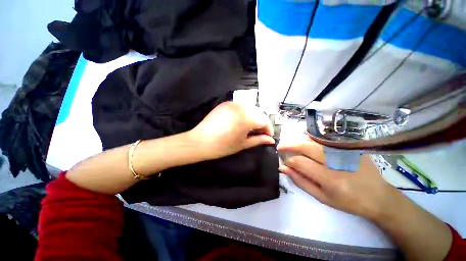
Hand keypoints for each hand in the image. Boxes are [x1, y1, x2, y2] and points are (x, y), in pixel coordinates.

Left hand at [189, 102, 274, 159]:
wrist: (200, 141)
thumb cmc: (223, 146)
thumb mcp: (243, 144)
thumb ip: (259, 140)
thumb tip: (271, 140)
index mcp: (247, 118)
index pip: (265, 121)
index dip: (269, 129)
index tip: (268, 137)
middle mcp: (242, 107)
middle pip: (258, 113)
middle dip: (261, 124)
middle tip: (259, 134)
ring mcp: (232, 103)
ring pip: (250, 109)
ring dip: (253, 118)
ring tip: (249, 128)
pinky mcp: (225, 104)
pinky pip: (240, 107)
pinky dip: (244, 114)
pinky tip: (240, 122)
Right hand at [278, 140, 397, 220]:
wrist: (379, 197)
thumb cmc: (349, 202)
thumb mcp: (322, 198)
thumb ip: (301, 182)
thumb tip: (284, 168)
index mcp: (330, 179)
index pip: (300, 162)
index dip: (289, 161)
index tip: (284, 162)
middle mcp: (337, 162)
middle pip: (306, 146)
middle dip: (289, 145)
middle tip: (280, 147)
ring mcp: (345, 151)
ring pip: (314, 140)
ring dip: (298, 141)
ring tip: (291, 145)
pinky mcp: (350, 146)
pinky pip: (325, 140)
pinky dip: (311, 140)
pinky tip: (306, 144)